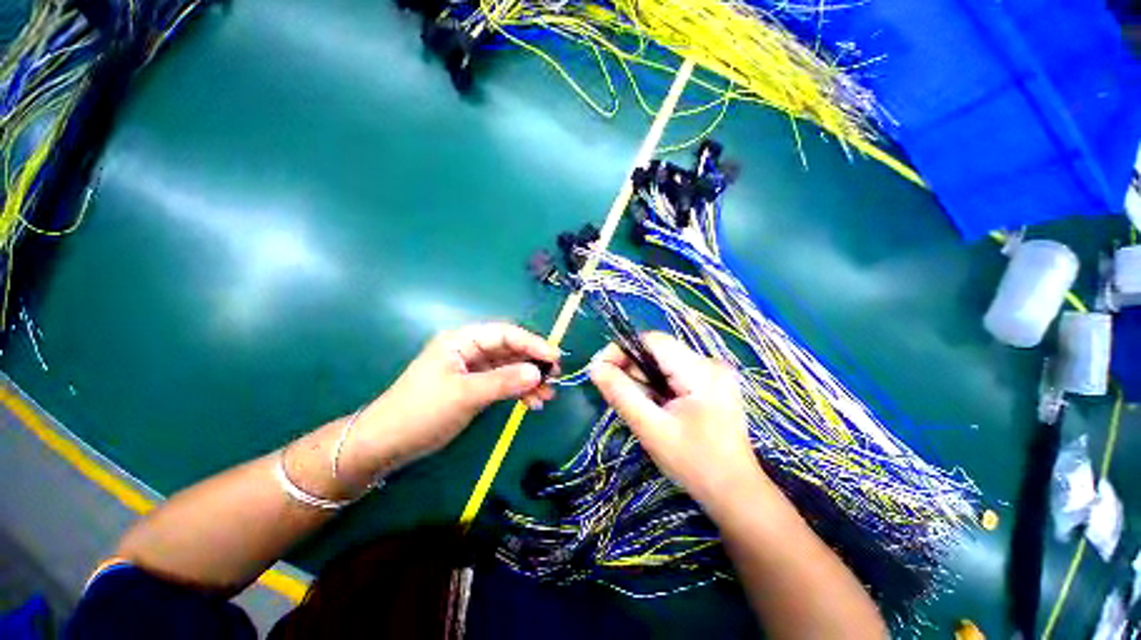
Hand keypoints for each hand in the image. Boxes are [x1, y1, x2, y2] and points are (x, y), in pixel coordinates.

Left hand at [349, 323, 558, 474]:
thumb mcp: (464, 395)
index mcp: (462, 341)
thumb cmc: (421, 412)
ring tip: (548, 395)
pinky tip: (532, 404)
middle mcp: (470, 350)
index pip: (505, 334)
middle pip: (510, 350)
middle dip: (533, 363)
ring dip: (529, 380)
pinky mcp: (474, 387)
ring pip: (509, 368)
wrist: (387, 444)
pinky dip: (518, 392)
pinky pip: (503, 383)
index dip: (532, 343)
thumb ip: (503, 381)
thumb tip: (538, 372)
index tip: (554, 358)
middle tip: (555, 377)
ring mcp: (473, 370)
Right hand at [589, 332, 762, 508]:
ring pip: (664, 363)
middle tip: (618, 396)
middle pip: (658, 352)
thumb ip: (621, 394)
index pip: (653, 340)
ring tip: (641, 408)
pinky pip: (674, 374)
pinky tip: (657, 408)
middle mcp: (711, 363)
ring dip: (644, 381)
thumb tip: (594, 367)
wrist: (735, 493)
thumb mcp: (651, 429)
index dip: (622, 350)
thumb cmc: (694, 464)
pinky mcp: (712, 383)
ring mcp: (714, 373)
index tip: (601, 370)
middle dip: (633, 370)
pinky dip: (657, 387)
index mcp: (701, 370)